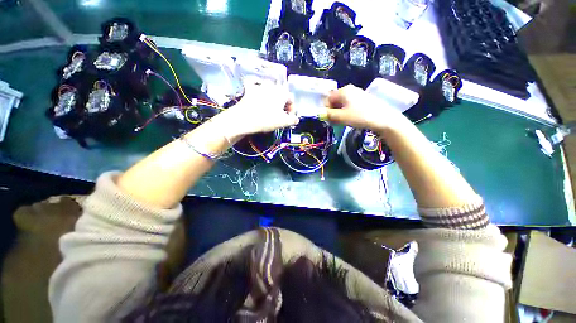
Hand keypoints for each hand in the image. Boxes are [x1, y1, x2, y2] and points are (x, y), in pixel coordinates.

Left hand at [216, 77, 298, 137]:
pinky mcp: (249, 89)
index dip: (292, 109)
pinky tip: (257, 93)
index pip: (291, 99)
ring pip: (269, 88)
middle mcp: (272, 86)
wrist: (244, 119)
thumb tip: (296, 119)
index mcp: (282, 93)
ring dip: (272, 96)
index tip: (290, 117)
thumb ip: (293, 120)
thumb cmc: (266, 120)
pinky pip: (255, 84)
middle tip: (281, 113)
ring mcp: (259, 86)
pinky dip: (257, 88)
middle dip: (282, 103)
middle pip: (281, 93)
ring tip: (271, 106)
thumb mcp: (283, 122)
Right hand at [323, 84, 405, 133]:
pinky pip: (349, 105)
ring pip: (342, 104)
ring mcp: (357, 94)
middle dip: (333, 111)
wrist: (383, 118)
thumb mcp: (341, 117)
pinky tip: (351, 118)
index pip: (328, 99)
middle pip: (335, 101)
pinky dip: (346, 112)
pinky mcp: (363, 99)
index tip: (330, 119)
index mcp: (343, 91)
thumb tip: (319, 113)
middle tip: (336, 122)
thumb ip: (328, 115)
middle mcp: (350, 90)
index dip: (326, 109)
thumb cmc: (360, 116)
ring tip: (344, 121)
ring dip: (339, 113)